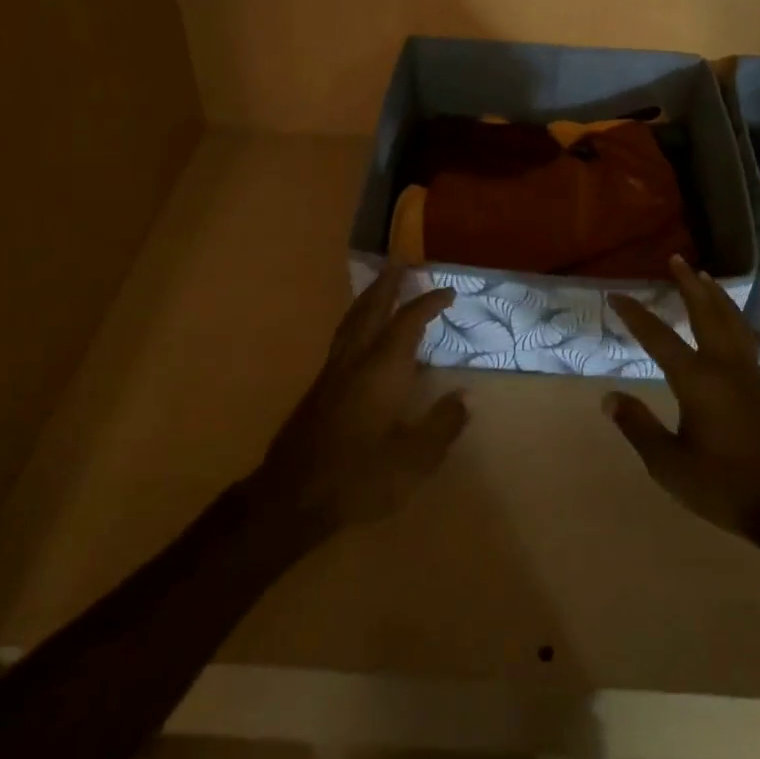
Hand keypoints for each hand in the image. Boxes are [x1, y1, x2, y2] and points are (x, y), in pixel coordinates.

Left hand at [250, 266, 467, 531]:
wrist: (294, 495)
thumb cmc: (360, 476)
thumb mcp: (414, 459)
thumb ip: (442, 425)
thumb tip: (465, 396)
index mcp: (383, 368)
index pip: (409, 321)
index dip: (429, 303)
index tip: (448, 292)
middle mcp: (357, 359)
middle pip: (372, 308)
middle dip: (389, 284)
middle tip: (402, 263)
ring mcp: (333, 371)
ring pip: (352, 320)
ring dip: (369, 298)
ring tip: (381, 285)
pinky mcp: (320, 387)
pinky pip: (343, 337)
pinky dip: (357, 320)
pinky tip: (360, 333)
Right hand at [605, 257, 759, 536]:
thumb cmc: (724, 486)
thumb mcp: (668, 463)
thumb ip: (638, 426)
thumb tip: (609, 397)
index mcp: (697, 380)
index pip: (658, 337)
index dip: (635, 315)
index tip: (616, 295)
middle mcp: (725, 367)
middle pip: (705, 314)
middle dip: (688, 285)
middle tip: (677, 260)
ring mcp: (750, 376)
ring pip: (731, 323)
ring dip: (715, 297)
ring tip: (705, 278)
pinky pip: (744, 339)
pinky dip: (732, 319)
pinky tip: (731, 325)